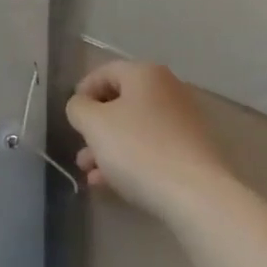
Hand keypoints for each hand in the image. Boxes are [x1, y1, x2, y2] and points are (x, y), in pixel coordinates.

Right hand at [66, 60, 233, 221]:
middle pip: (122, 102)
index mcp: (145, 73)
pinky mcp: (193, 150)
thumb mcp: (94, 125)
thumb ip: (79, 108)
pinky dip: (131, 159)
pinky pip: (153, 147)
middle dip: (97, 127)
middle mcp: (168, 88)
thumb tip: (81, 105)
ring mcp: (184, 120)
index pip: (105, 72)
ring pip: (136, 128)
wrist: (196, 194)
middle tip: (80, 150)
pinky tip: (112, 184)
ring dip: (110, 147)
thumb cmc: (139, 149)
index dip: (83, 91)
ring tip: (90, 174)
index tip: (71, 117)